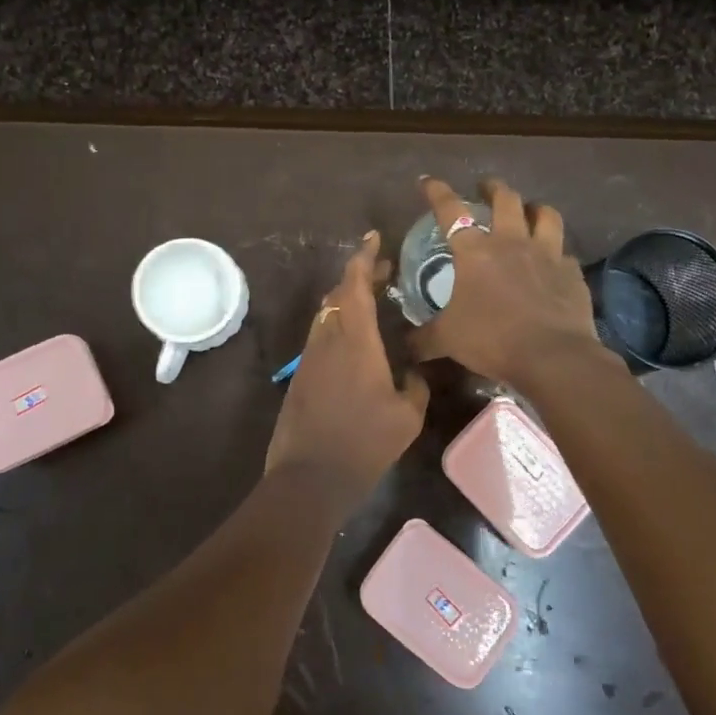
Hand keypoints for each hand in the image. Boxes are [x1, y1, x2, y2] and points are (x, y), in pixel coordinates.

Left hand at [265, 231, 429, 512]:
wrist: (309, 476)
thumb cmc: (363, 443)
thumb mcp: (406, 416)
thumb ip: (414, 386)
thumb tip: (413, 372)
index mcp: (355, 339)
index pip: (355, 284)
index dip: (364, 256)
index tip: (373, 237)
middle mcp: (328, 338)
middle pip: (338, 293)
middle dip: (359, 276)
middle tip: (383, 270)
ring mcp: (310, 357)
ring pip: (327, 314)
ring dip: (347, 299)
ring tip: (373, 300)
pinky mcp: (301, 375)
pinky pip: (321, 335)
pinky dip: (339, 323)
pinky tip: (357, 340)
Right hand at [410, 176, 602, 381]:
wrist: (550, 355)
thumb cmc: (491, 339)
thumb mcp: (447, 340)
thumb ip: (423, 338)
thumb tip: (404, 345)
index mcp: (475, 252)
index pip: (450, 210)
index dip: (437, 192)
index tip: (428, 182)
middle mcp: (511, 242)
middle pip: (505, 199)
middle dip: (493, 188)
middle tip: (486, 188)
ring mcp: (547, 254)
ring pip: (545, 215)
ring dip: (534, 208)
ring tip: (529, 210)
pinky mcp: (572, 273)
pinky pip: (564, 253)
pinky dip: (556, 252)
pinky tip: (553, 261)